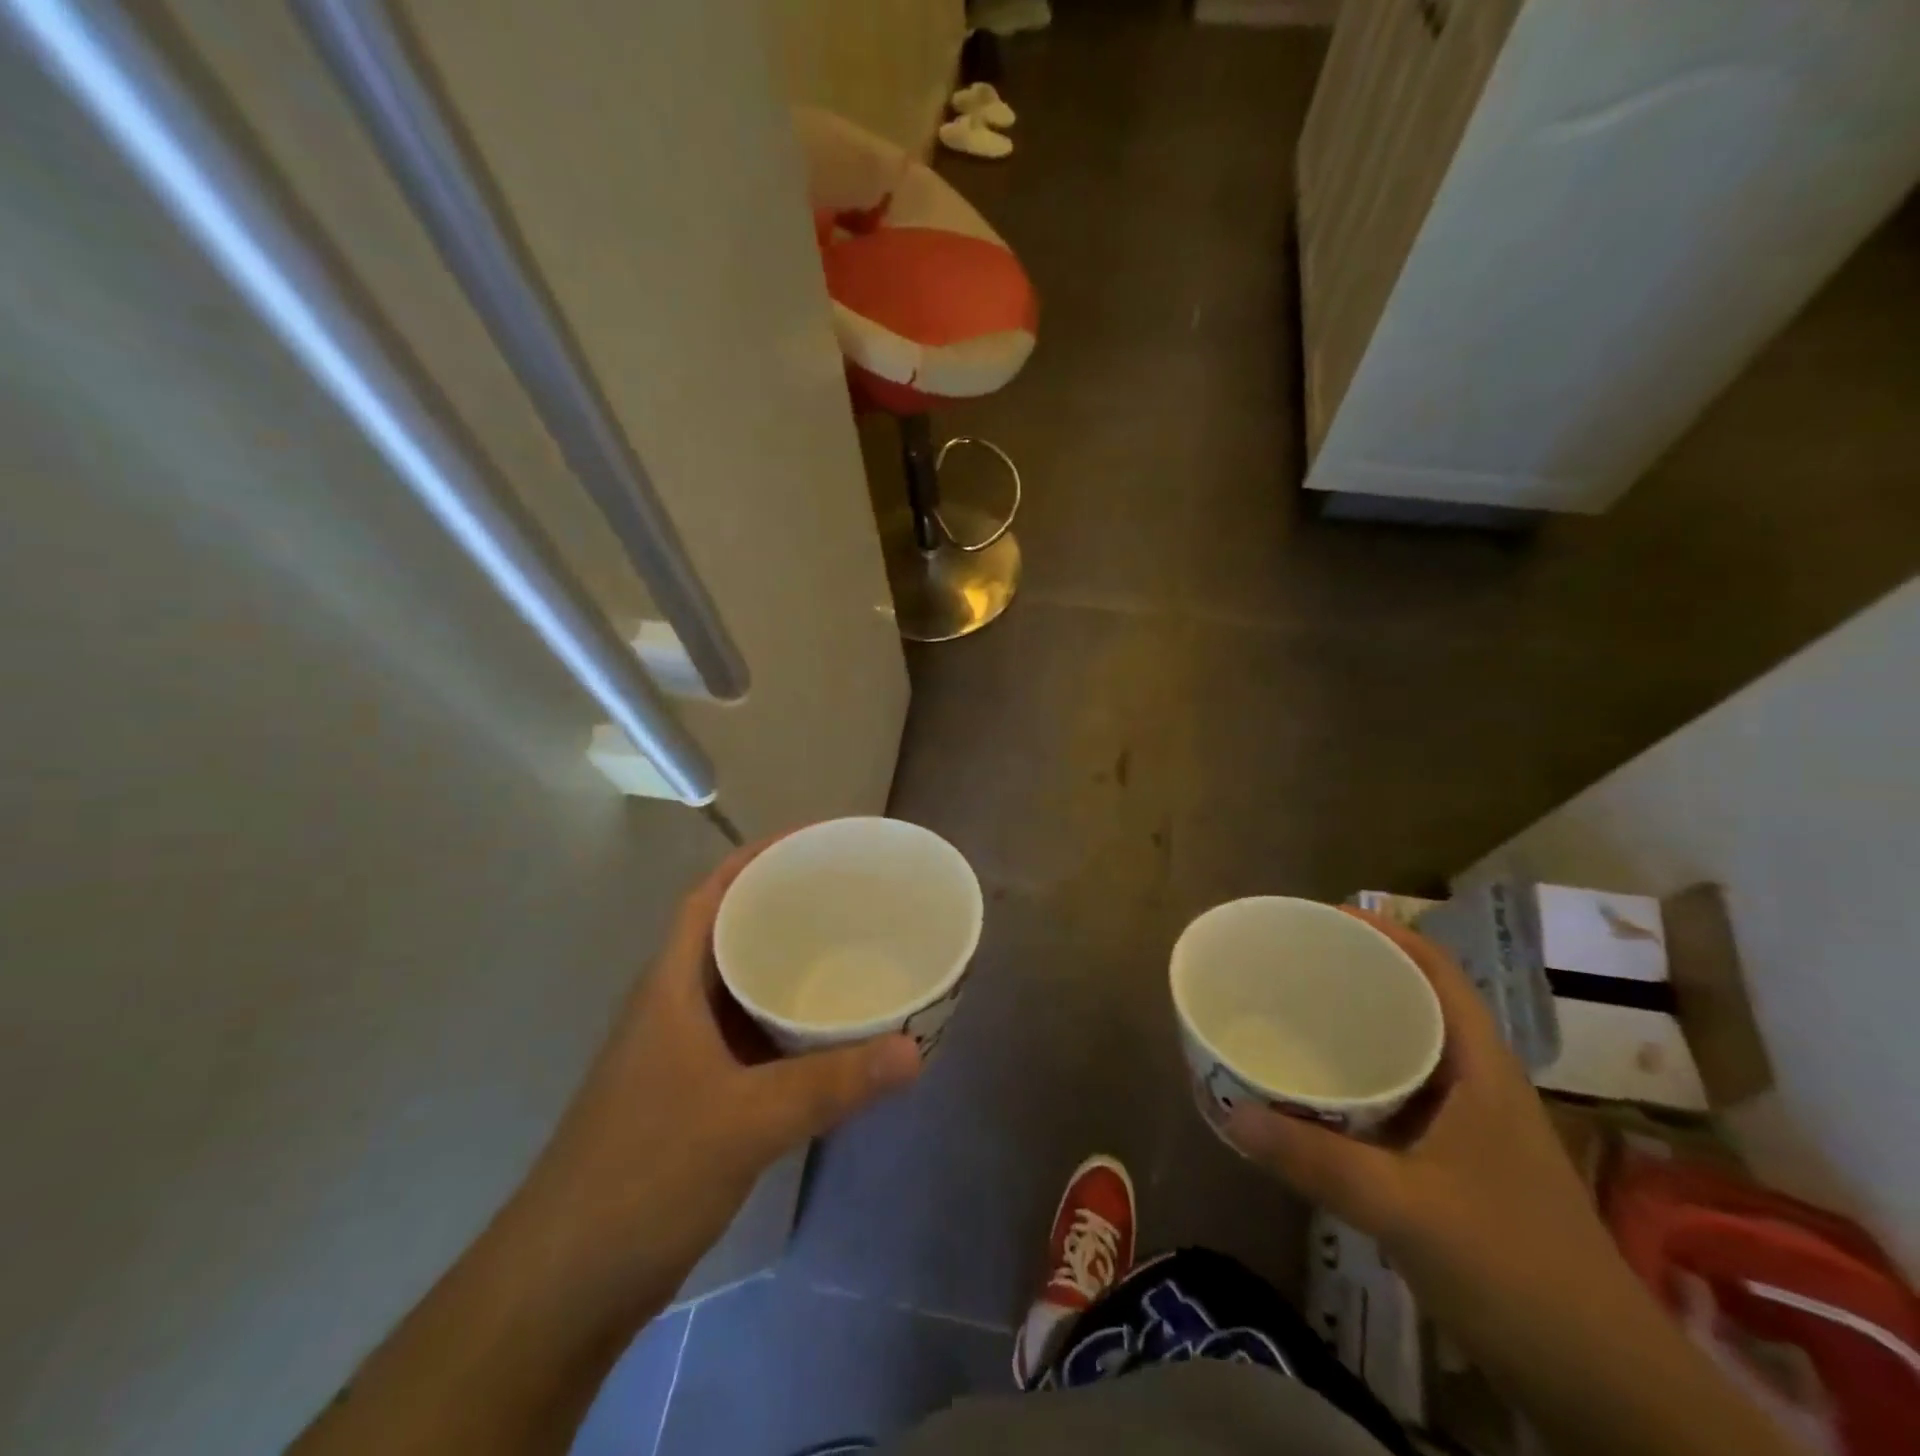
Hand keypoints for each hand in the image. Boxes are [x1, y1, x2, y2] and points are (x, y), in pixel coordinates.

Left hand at [522, 840, 922, 1310]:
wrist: (563, 1285)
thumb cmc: (642, 1175)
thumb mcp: (745, 1121)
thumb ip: (831, 1084)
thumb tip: (914, 1050)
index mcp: (671, 986)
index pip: (711, 895)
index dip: (756, 859)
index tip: (813, 843)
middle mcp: (673, 1006)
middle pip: (729, 932)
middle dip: (782, 906)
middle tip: (849, 895)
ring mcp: (680, 1053)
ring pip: (740, 986)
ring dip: (786, 966)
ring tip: (848, 950)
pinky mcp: (692, 1094)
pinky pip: (748, 1034)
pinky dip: (785, 1022)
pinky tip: (826, 1033)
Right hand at [1224, 910, 1615, 1336]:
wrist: (1605, 1385)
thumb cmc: (1516, 1270)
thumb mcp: (1406, 1209)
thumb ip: (1316, 1160)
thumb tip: (1232, 1113)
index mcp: (1481, 1069)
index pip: (1438, 972)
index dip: (1386, 934)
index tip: (1325, 918)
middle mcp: (1478, 1084)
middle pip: (1418, 1005)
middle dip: (1359, 976)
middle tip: (1292, 964)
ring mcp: (1472, 1128)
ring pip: (1409, 1054)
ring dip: (1358, 1031)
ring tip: (1295, 1014)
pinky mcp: (1459, 1166)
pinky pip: (1400, 1099)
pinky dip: (1360, 1083)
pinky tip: (1319, 1094)